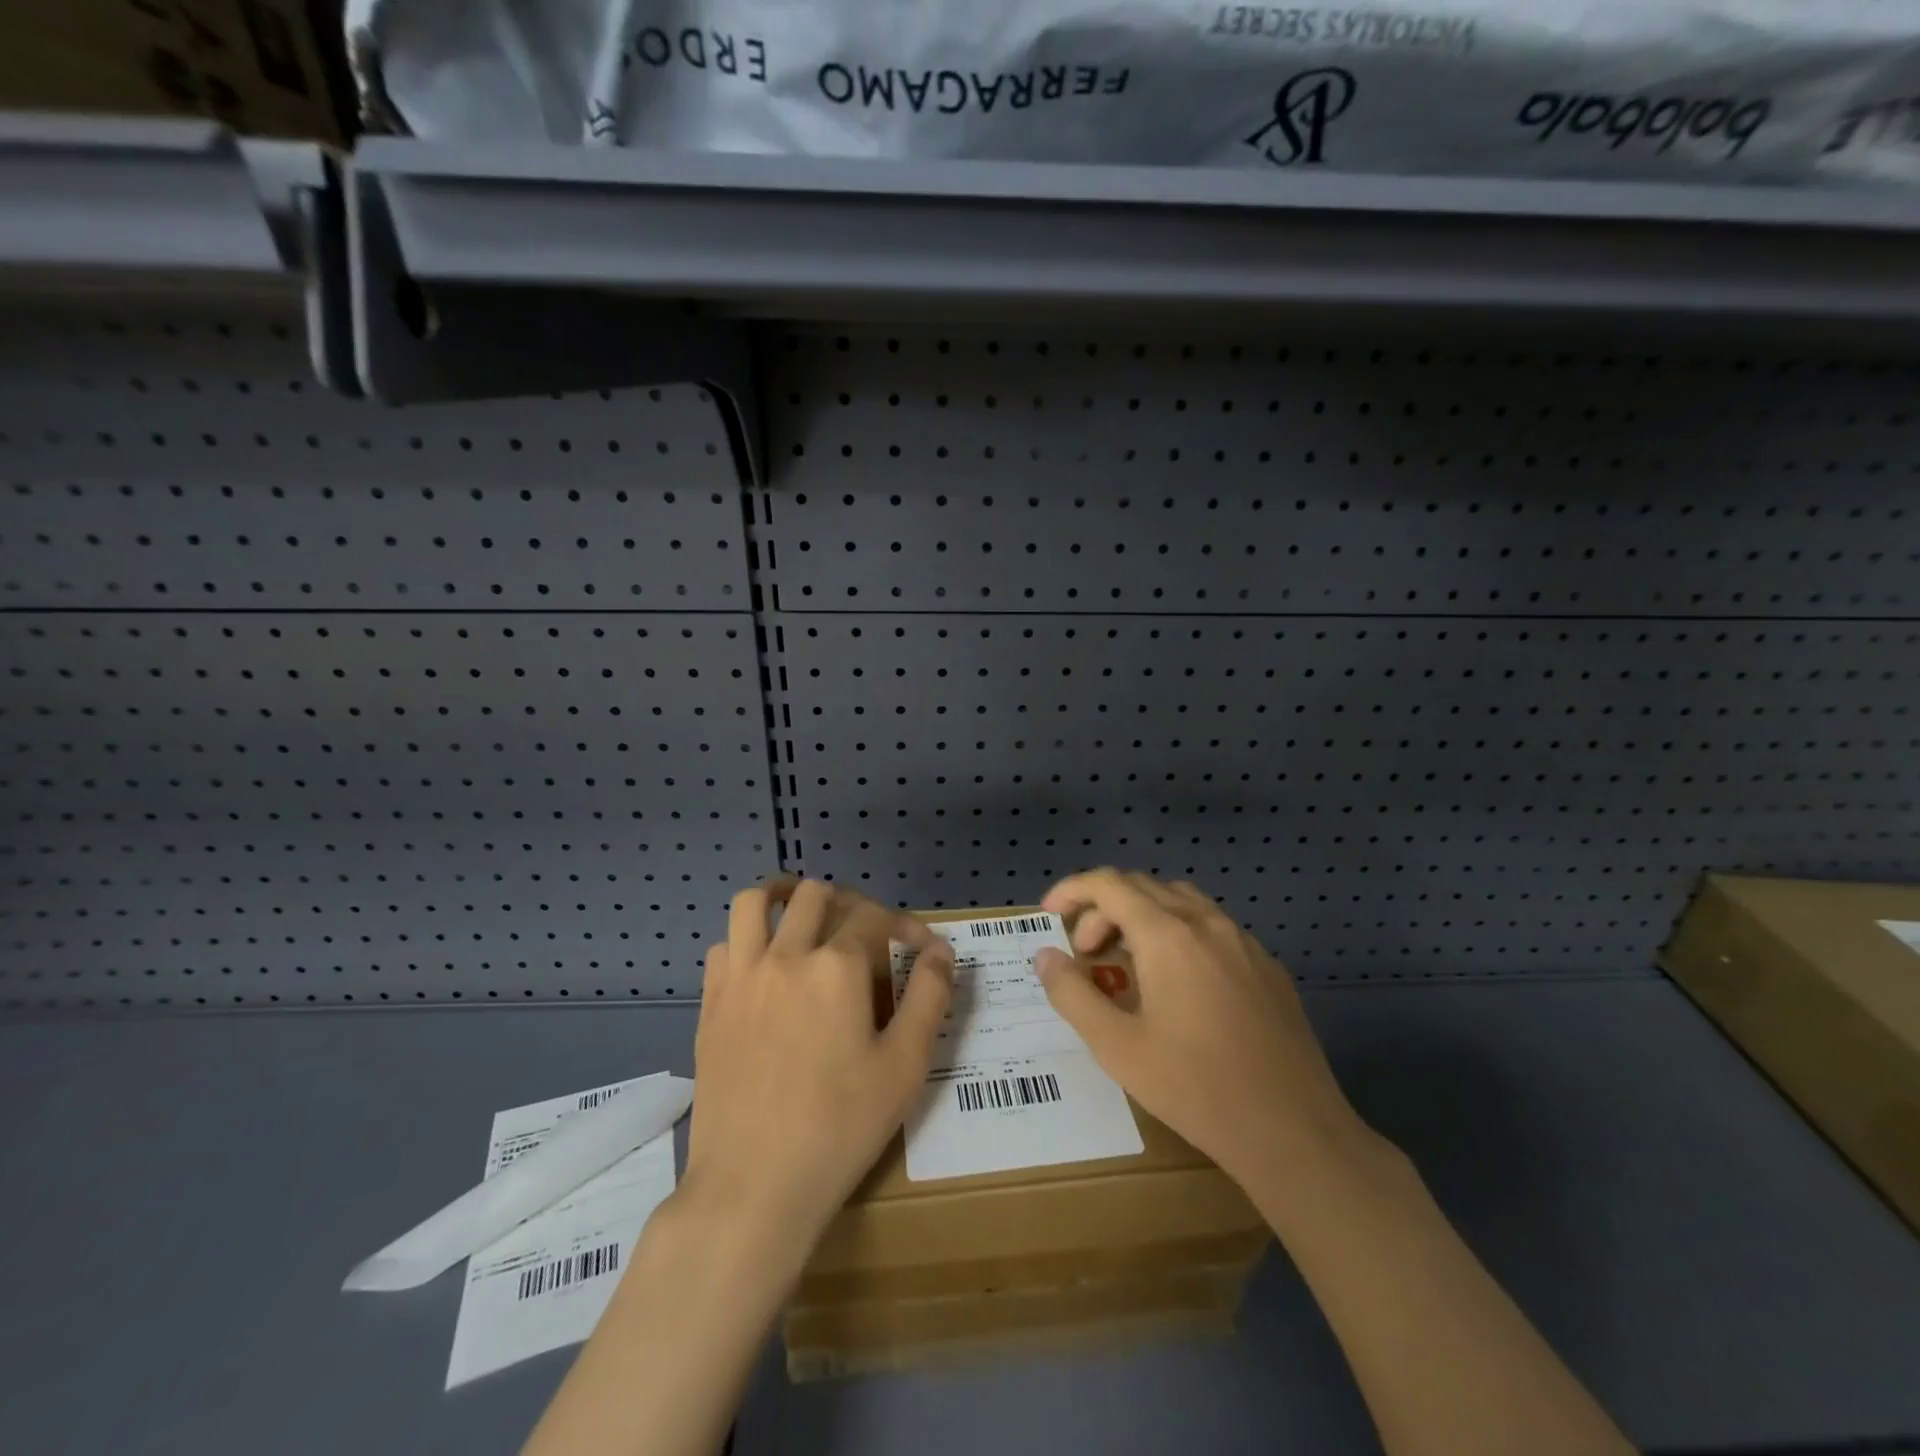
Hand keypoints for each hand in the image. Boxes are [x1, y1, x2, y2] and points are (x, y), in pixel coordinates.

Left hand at [684, 878, 953, 1247]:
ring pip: (754, 903)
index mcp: (837, 967)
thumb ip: (929, 997)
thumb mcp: (905, 1065)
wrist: (753, 1186)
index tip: (922, 947)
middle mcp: (786, 955)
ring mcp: (741, 977)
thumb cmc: (840, 1126)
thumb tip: (940, 951)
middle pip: (815, 896)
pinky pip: (724, 946)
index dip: (906, 924)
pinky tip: (764, 965)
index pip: (876, 917)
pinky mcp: (710, 1004)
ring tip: (801, 912)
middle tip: (865, 930)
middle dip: (848, 902)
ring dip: (782, 896)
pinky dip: (746, 939)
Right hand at [1034, 869, 1363, 1184]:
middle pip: (1142, 887)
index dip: (1072, 890)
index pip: (1109, 884)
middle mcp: (1206, 923)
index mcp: (1168, 935)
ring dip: (1142, 915)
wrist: (1295, 1132)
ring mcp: (1243, 941)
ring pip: (1180, 901)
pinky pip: (1212, 926)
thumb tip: (1045, 956)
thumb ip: (1072, 994)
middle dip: (1102, 908)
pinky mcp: (1267, 965)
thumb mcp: (1117, 1047)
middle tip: (1085, 952)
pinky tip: (1178, 984)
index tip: (1049, 914)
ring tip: (1127, 961)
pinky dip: (1178, 932)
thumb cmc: (1196, 1088)